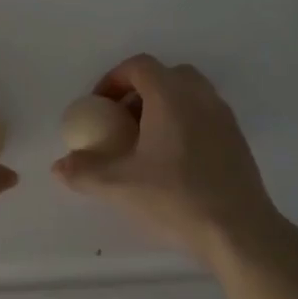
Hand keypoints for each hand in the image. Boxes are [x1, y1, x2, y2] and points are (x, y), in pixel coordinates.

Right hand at [52, 55, 280, 265]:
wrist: (239, 232)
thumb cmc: (176, 199)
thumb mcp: (119, 186)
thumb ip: (84, 171)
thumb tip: (58, 166)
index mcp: (171, 96)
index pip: (139, 66)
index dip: (113, 79)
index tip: (99, 106)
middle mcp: (200, 97)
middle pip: (166, 75)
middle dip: (139, 91)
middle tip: (121, 121)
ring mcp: (224, 117)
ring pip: (189, 94)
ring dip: (164, 107)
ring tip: (146, 142)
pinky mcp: (238, 140)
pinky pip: (205, 115)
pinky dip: (185, 123)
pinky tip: (173, 161)